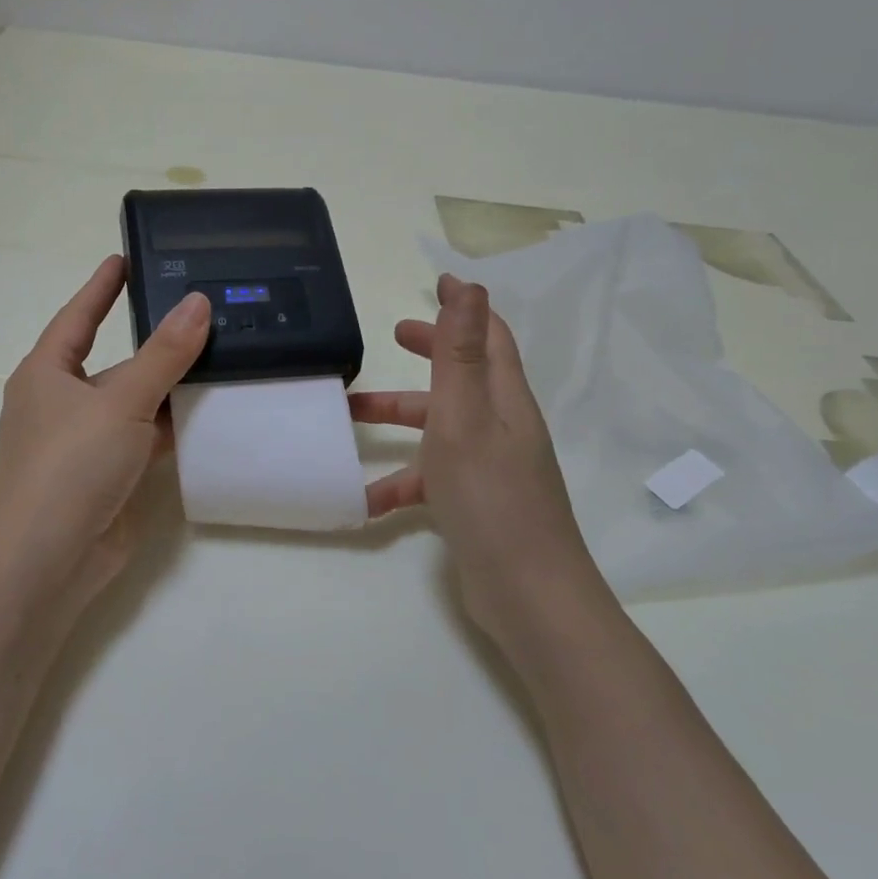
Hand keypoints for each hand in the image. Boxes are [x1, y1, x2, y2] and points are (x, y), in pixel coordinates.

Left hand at [0, 255, 209, 604]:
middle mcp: (63, 402)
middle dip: (153, 341)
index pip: (78, 316)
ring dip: (170, 386)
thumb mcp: (120, 400)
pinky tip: (212, 412)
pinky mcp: (109, 475)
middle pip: (113, 360)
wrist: (49, 558)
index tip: (125, 257)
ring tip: (221, 355)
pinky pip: (146, 438)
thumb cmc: (70, 463)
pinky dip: (174, 426)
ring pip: (135, 402)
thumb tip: (198, 303)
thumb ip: (164, 354)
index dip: (102, 286)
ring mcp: (86, 442)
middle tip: (199, 310)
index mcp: (47, 373)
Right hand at [350, 275, 602, 643]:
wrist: (528, 595)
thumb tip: (471, 287)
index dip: (465, 308)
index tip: (438, 283)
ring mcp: (491, 467)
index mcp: (503, 399)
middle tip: (394, 338)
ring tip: (349, 417)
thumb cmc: (491, 498)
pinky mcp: (476, 503)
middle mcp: (501, 426)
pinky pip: (432, 478)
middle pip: (463, 376)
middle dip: (430, 353)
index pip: (488, 338)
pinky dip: (400, 481)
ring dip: (399, 417)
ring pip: (440, 427)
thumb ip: (460, 355)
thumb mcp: (465, 419)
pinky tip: (362, 501)